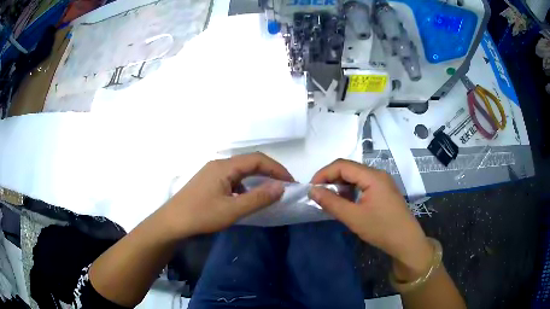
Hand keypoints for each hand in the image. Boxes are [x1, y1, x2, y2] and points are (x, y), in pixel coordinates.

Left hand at [160, 153, 291, 237]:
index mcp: (225, 166)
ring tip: (269, 192)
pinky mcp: (208, 182)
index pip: (257, 160)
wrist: (172, 223)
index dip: (277, 169)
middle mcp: (219, 164)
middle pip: (249, 162)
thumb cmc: (201, 215)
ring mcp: (212, 172)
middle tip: (284, 186)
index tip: (291, 182)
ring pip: (241, 171)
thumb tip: (281, 187)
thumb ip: (258, 198)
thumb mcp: (232, 209)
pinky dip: (245, 186)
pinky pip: (232, 179)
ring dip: (257, 179)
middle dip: (269, 172)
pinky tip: (245, 198)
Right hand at [309, 159, 432, 280]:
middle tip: (319, 194)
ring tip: (332, 199)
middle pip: (349, 168)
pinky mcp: (384, 190)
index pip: (342, 165)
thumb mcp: (353, 217)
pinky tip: (347, 202)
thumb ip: (331, 202)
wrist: (406, 241)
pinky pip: (363, 184)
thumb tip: (312, 191)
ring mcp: (382, 182)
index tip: (312, 188)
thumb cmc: (381, 228)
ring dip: (341, 185)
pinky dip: (351, 190)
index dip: (324, 173)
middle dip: (331, 179)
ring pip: (356, 176)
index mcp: (372, 176)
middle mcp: (378, 174)